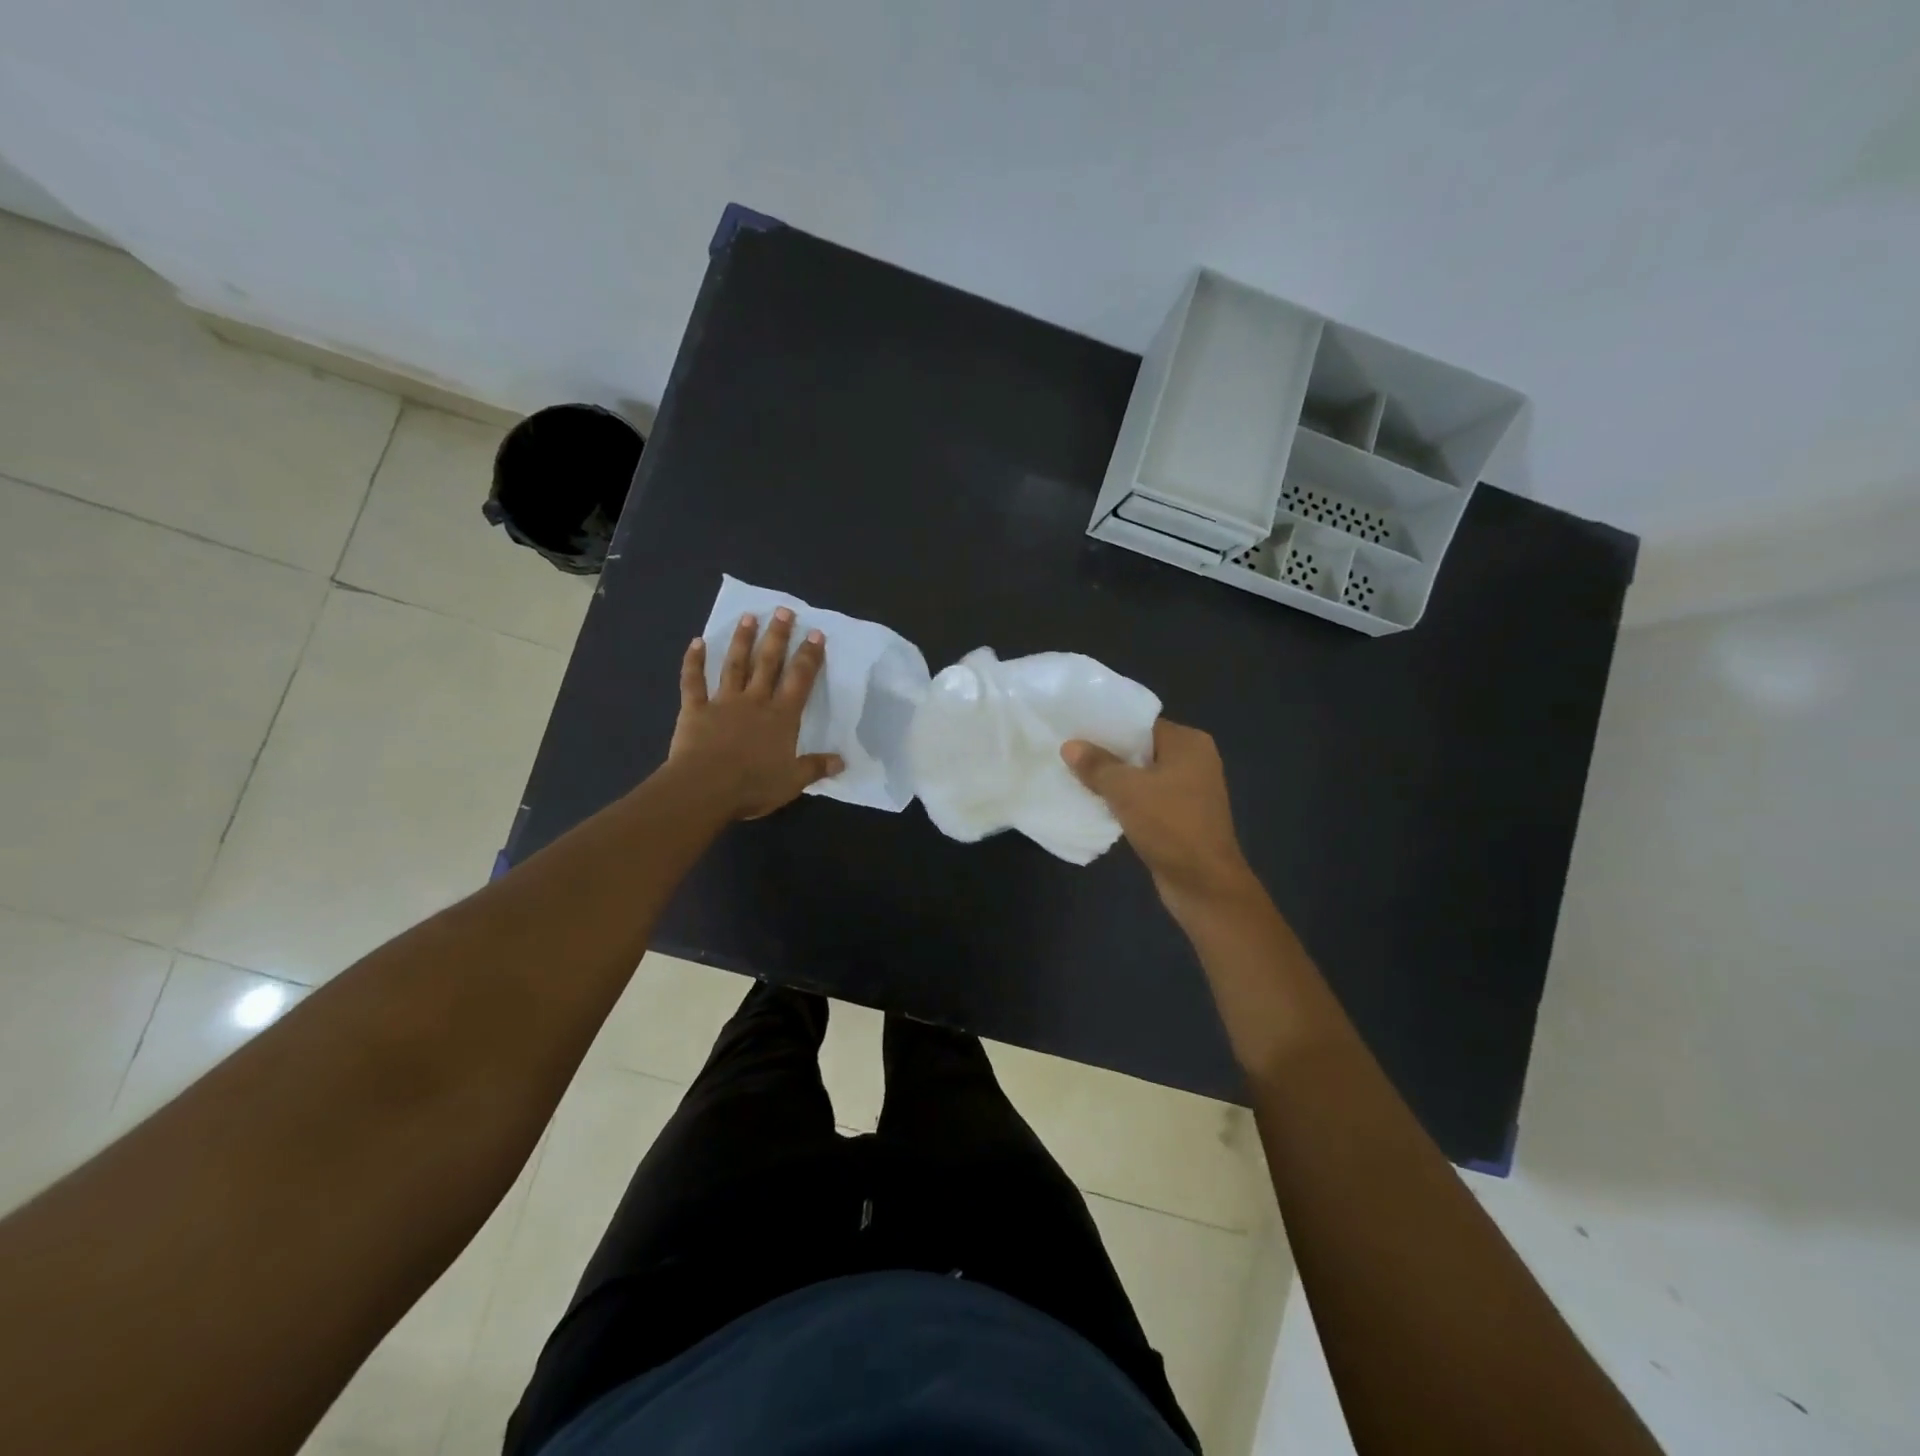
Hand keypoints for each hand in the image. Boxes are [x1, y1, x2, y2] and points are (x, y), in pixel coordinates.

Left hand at [668, 608, 842, 818]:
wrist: (705, 787)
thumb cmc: (752, 785)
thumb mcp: (792, 781)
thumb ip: (815, 767)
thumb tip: (842, 762)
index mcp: (781, 717)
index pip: (800, 680)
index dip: (809, 656)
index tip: (816, 634)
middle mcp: (755, 701)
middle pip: (768, 663)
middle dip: (778, 636)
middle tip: (783, 611)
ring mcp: (723, 702)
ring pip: (735, 665)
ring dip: (742, 640)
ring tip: (749, 616)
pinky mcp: (695, 710)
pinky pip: (693, 682)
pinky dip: (693, 662)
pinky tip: (696, 642)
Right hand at [1062, 720, 1255, 908]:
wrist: (1203, 883)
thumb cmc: (1169, 825)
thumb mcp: (1126, 790)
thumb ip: (1096, 765)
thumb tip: (1070, 746)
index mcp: (1189, 743)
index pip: (1141, 723)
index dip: (1108, 726)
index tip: (1076, 729)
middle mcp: (1194, 761)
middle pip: (1142, 749)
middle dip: (1108, 754)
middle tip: (1070, 752)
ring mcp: (1191, 790)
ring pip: (1143, 776)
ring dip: (1115, 780)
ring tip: (1077, 776)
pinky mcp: (1182, 816)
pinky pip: (1148, 798)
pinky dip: (1126, 800)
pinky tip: (1098, 803)